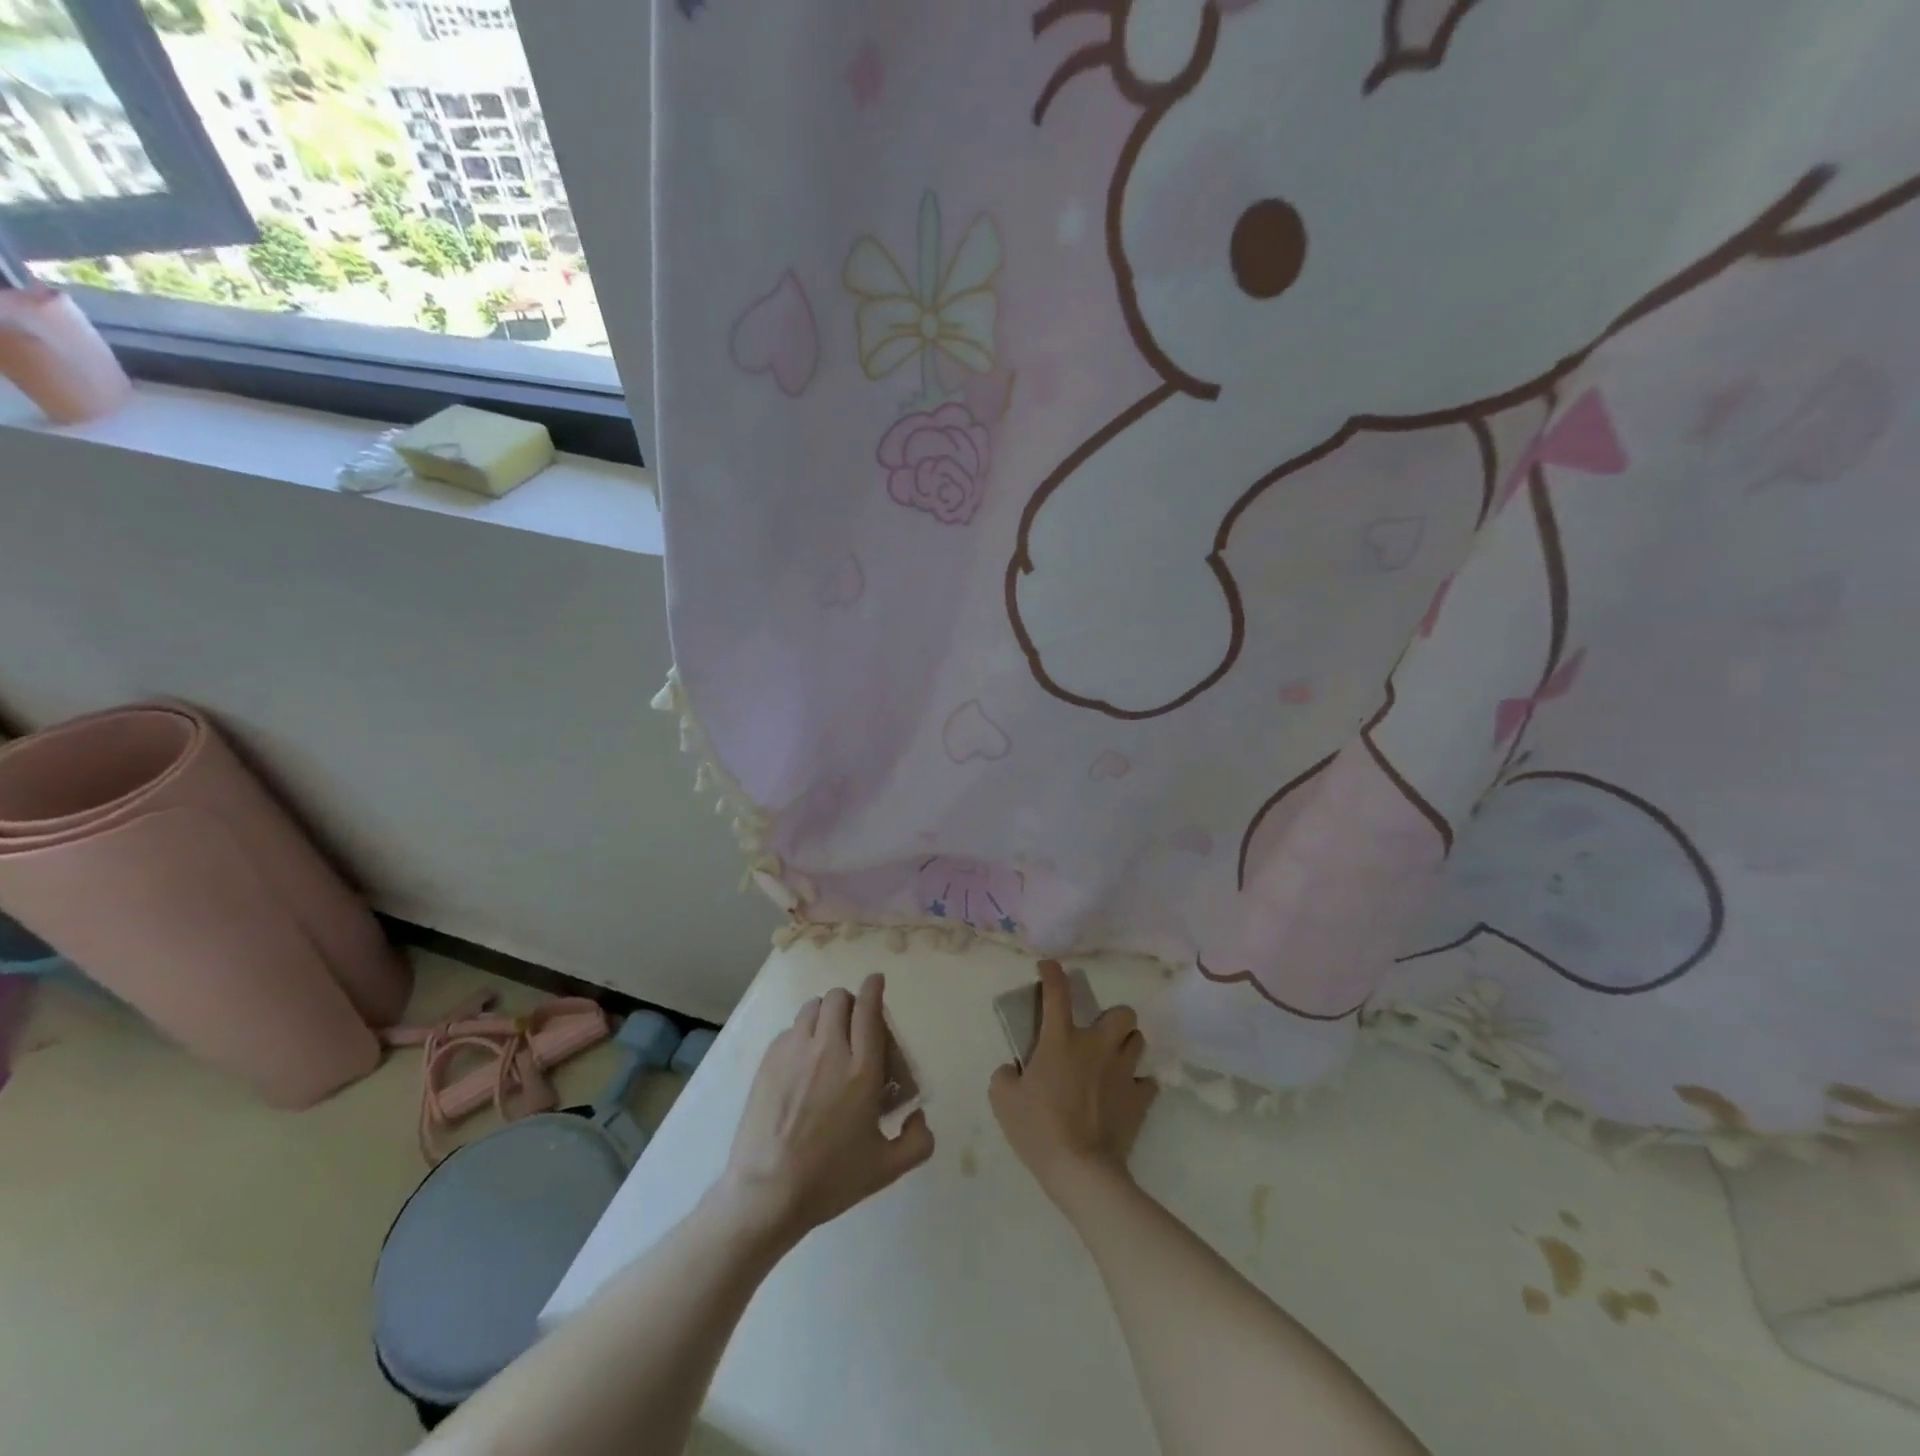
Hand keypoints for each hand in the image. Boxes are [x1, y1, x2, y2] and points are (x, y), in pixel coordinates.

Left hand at [715, 974, 933, 1244]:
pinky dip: (802, 1034)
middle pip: (839, 998)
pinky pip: (790, 1029)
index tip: (877, 982)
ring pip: (813, 1007)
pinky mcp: (769, 1061)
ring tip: (828, 1039)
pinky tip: (803, 1062)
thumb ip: (918, 1141)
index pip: (869, 1009)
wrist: (767, 1193)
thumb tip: (919, 1115)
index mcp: (862, 1070)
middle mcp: (829, 1050)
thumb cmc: (830, 1179)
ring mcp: (794, 1052)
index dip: (874, 988)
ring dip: (825, 1014)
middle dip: (851, 1003)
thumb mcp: (886, 1168)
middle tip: (855, 1025)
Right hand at [990, 960, 1158, 1201]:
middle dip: (1113, 1019)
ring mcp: (1123, 1072)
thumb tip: (1013, 1070)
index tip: (1049, 966)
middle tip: (1097, 1035)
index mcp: (1061, 1040)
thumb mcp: (1003, 1100)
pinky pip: (1147, 1082)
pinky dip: (1137, 1085)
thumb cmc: (1038, 1129)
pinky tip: (1125, 1094)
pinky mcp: (1140, 1099)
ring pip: (1138, 1041)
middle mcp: (1096, 1046)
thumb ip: (1005, 1076)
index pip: (1057, 993)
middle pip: (1122, 1013)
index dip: (1053, 973)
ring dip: (1126, 1045)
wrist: (1081, 1170)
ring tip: (1113, 1060)